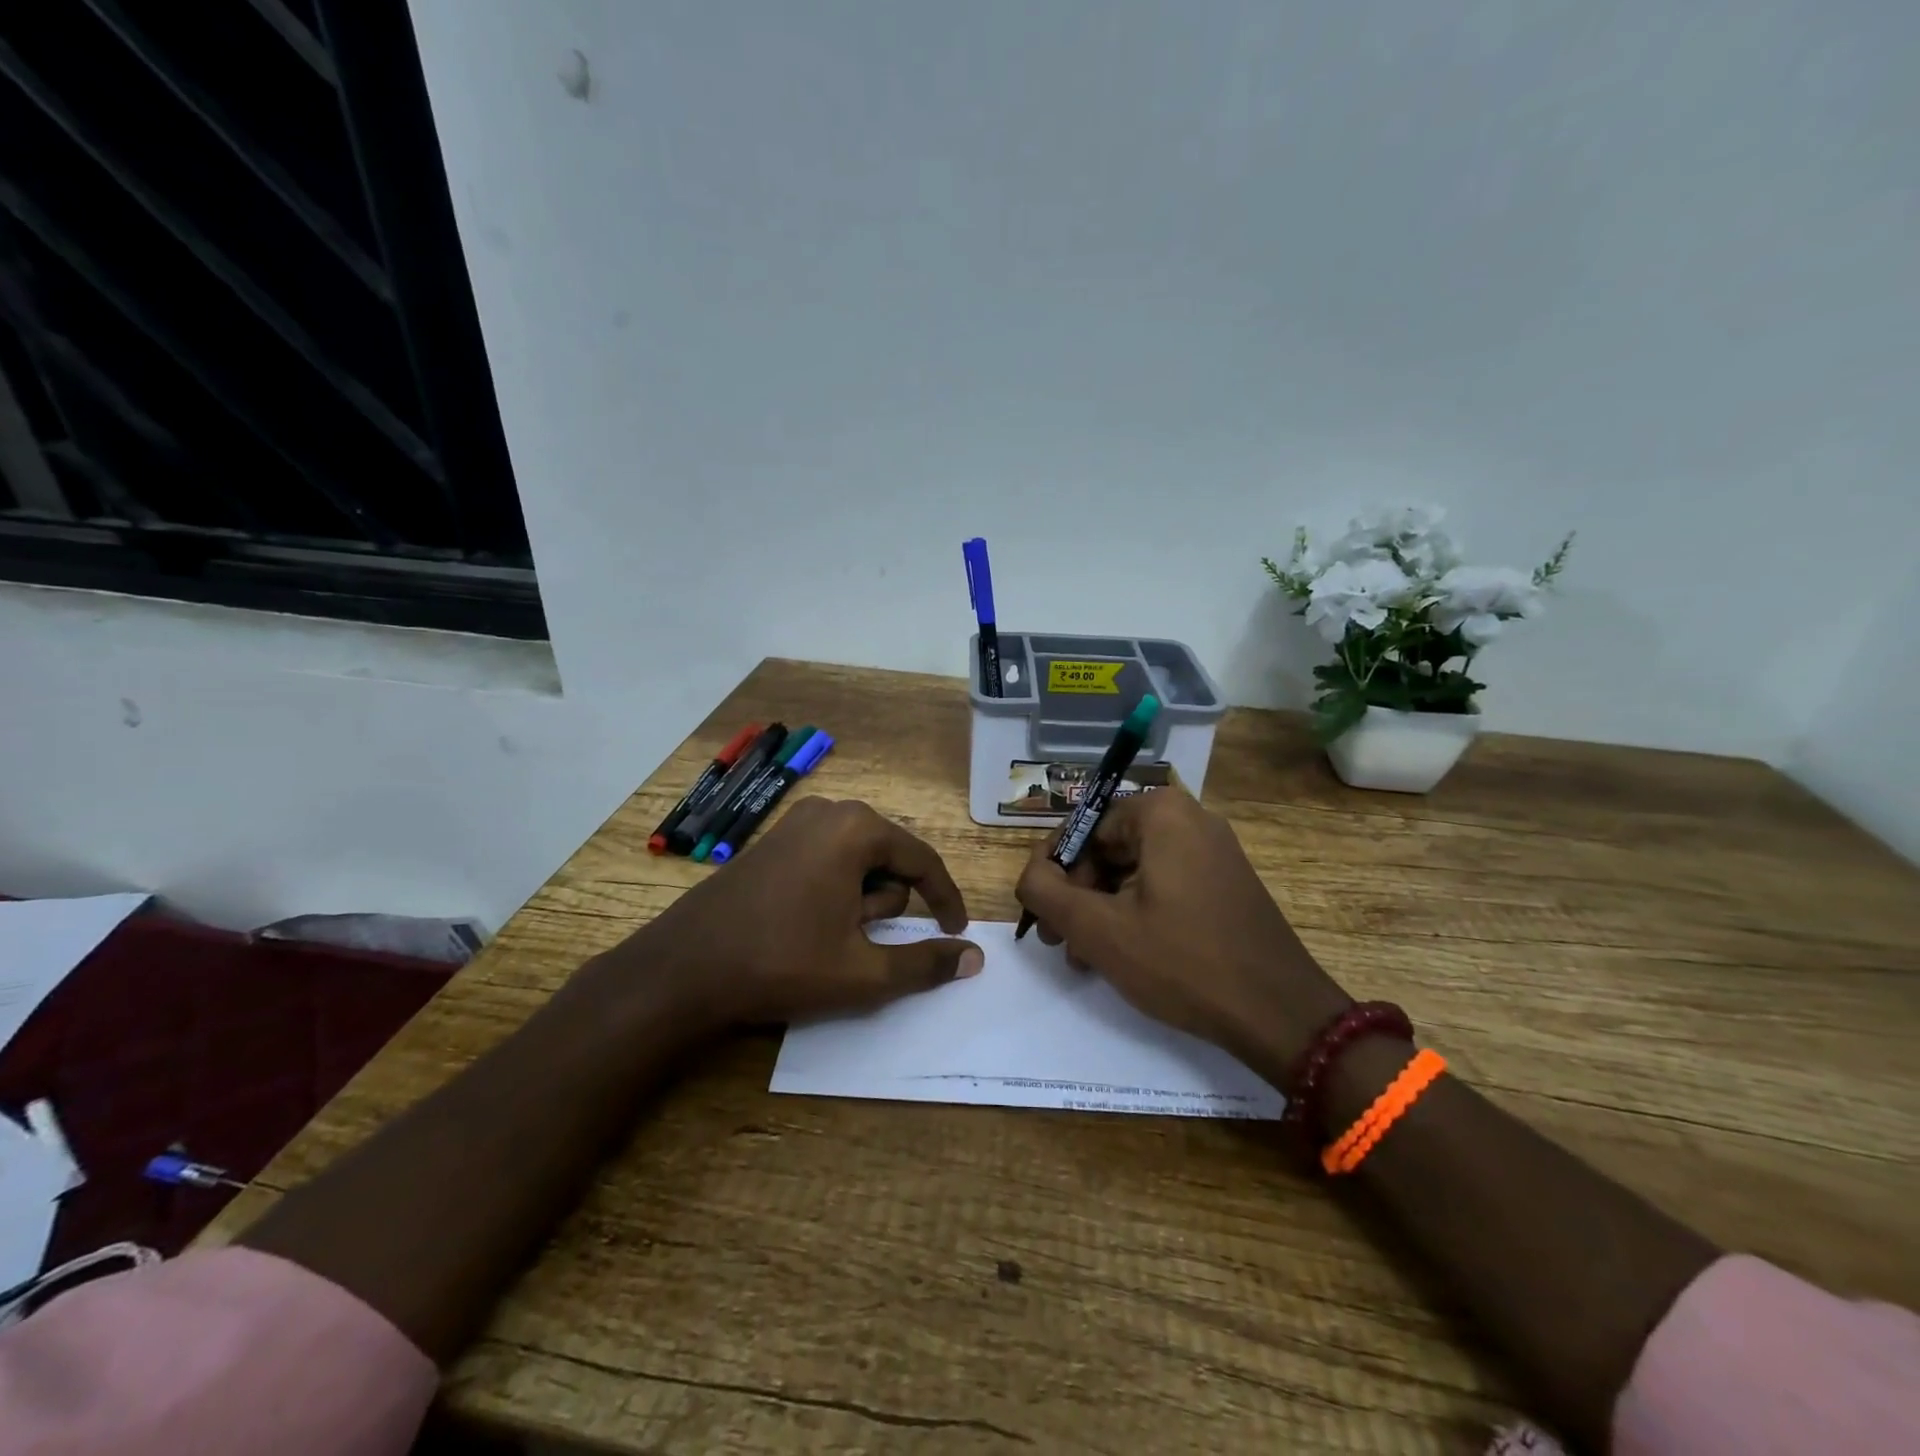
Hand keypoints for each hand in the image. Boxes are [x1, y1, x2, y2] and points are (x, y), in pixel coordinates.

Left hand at [611, 797, 980, 1027]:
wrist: (683, 968)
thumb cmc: (782, 963)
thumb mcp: (863, 972)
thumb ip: (925, 964)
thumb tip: (974, 958)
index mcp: (856, 829)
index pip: (923, 860)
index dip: (945, 900)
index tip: (955, 933)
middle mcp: (829, 812)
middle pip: (888, 860)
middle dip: (884, 906)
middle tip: (855, 945)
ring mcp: (795, 822)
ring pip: (857, 862)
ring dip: (858, 902)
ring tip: (826, 939)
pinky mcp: (772, 841)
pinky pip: (826, 860)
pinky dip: (833, 892)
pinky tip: (805, 925)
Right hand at [1013, 787, 1349, 1078]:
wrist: (1280, 1014)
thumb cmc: (1182, 961)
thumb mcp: (1099, 928)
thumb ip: (1046, 892)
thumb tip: (1028, 875)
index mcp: (1161, 812)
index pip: (1083, 830)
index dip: (1053, 873)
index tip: (1042, 917)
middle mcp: (1190, 819)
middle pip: (1108, 849)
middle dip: (1077, 895)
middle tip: (1058, 942)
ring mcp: (1213, 851)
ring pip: (1133, 871)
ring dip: (1101, 910)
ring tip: (1084, 958)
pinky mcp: (1225, 883)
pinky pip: (1163, 886)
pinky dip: (1135, 913)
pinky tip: (1120, 955)